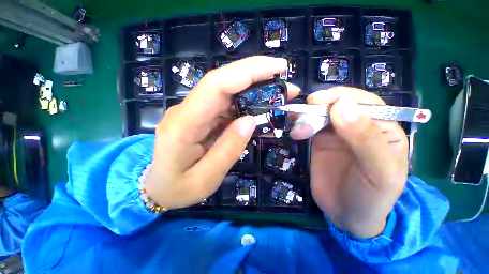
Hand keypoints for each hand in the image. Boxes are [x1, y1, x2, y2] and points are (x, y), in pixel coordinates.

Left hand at [146, 56, 299, 209]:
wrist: (157, 188)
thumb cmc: (177, 189)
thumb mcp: (205, 179)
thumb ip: (228, 150)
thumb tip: (250, 120)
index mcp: (184, 124)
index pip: (216, 85)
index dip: (247, 72)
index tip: (277, 68)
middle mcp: (188, 110)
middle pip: (223, 82)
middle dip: (256, 74)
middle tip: (284, 77)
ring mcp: (195, 112)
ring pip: (227, 91)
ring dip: (254, 89)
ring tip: (278, 94)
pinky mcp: (202, 117)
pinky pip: (226, 105)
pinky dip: (246, 103)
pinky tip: (261, 108)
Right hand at [291, 87, 407, 237]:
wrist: (347, 214)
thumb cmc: (371, 196)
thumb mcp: (378, 171)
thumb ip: (364, 138)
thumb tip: (341, 106)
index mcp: (384, 128)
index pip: (364, 103)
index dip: (340, 97)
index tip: (316, 101)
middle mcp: (360, 126)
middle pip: (338, 106)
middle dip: (318, 108)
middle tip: (300, 117)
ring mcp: (337, 133)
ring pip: (320, 115)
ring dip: (306, 118)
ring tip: (297, 132)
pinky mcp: (320, 141)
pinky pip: (310, 126)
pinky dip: (301, 124)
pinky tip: (294, 129)